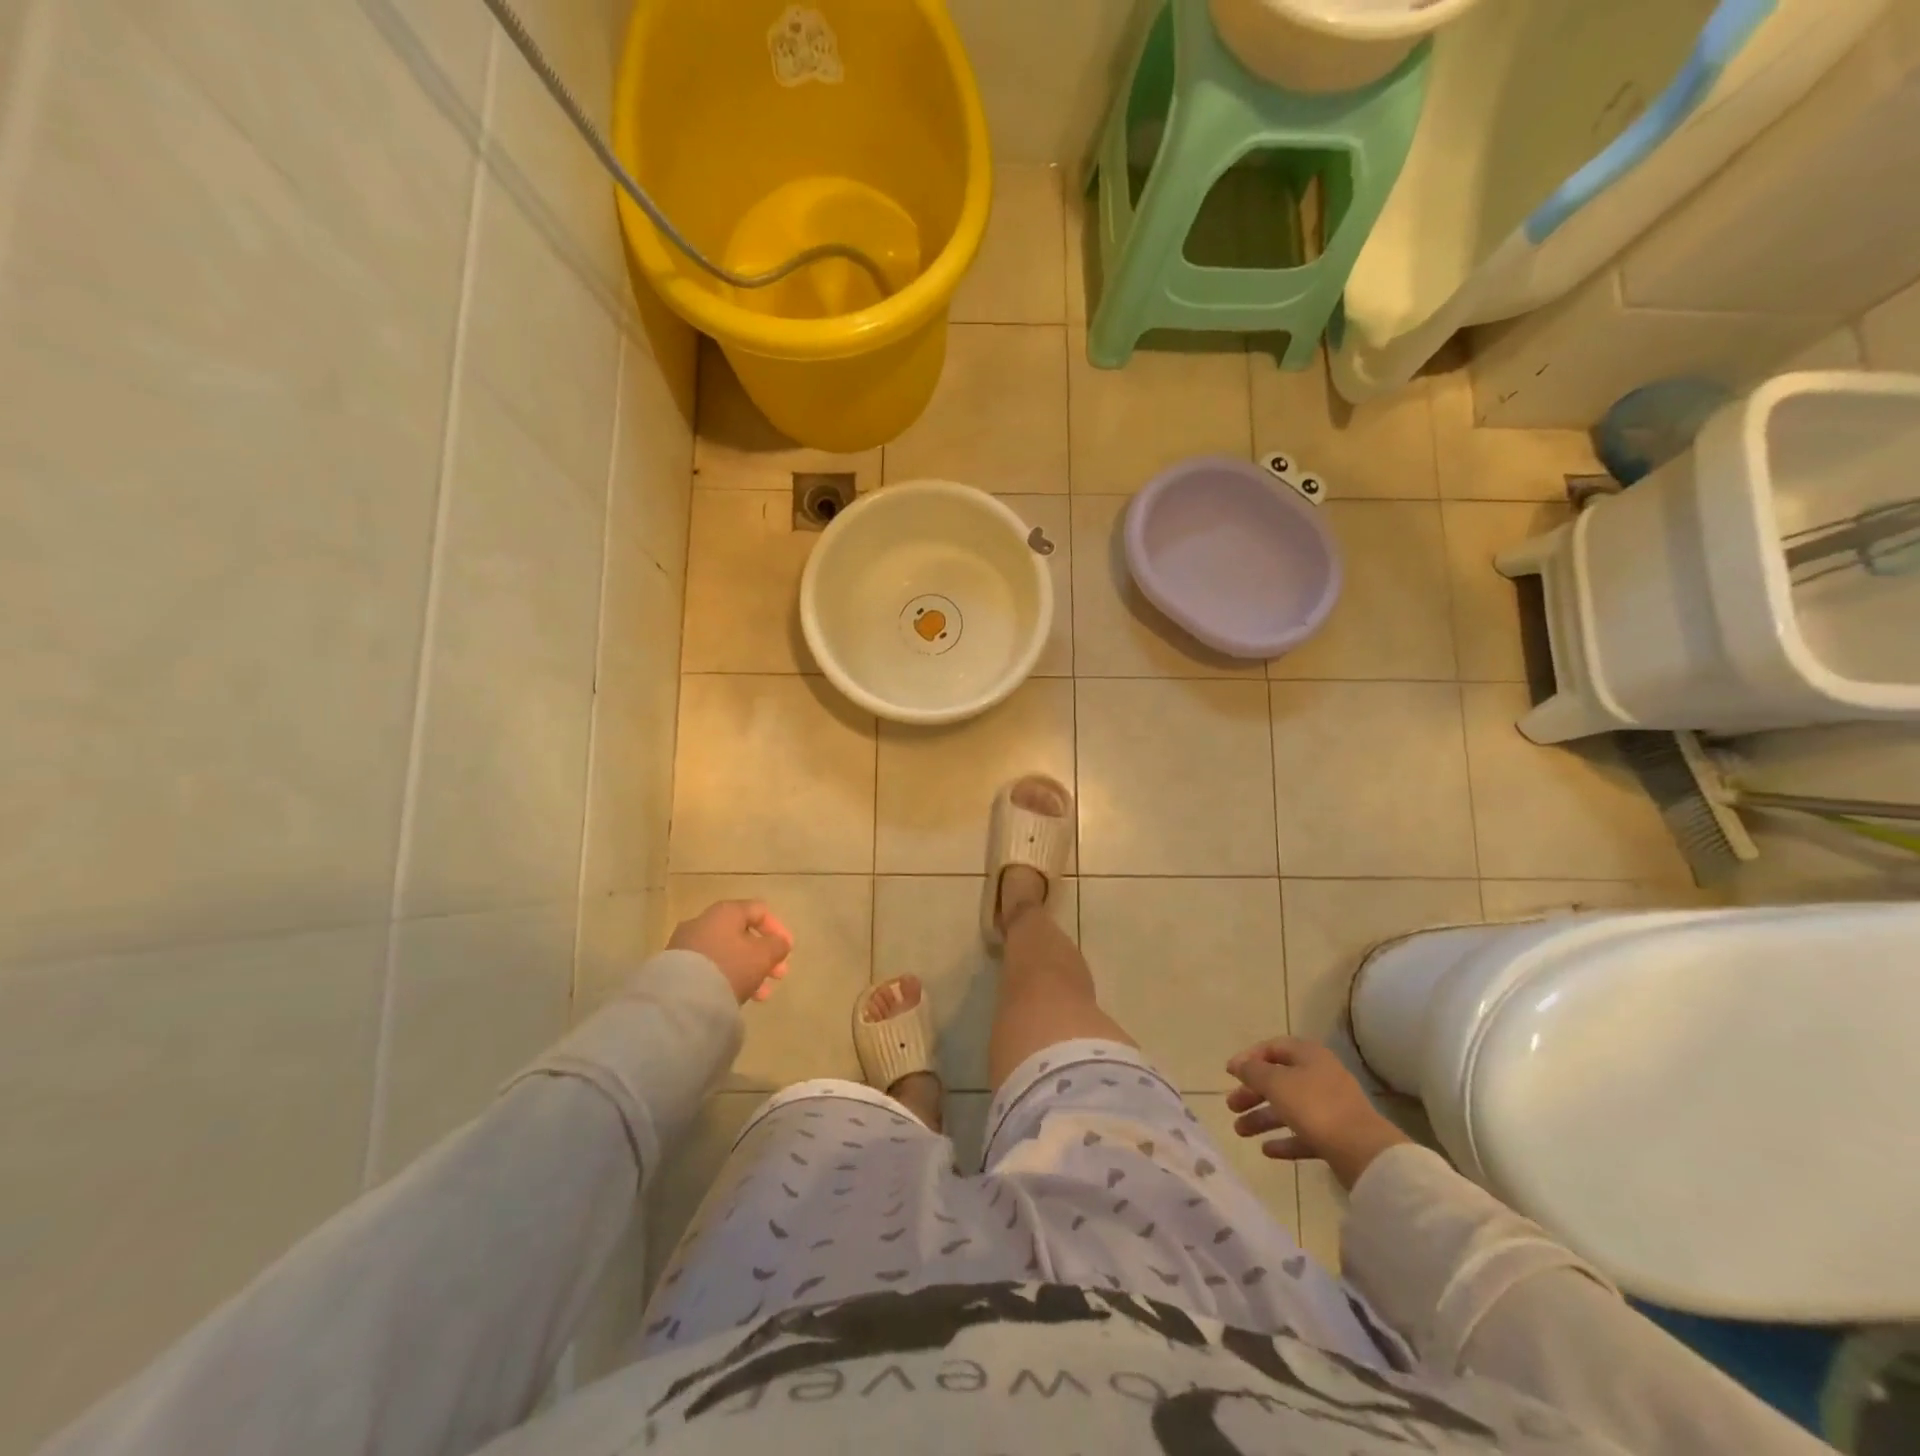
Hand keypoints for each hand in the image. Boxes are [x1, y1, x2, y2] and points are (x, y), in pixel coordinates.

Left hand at [668, 900, 792, 1004]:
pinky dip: (727, 978)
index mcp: (726, 912)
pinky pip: (709, 968)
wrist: (680, 998)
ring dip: (748, 970)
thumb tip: (779, 943)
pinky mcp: (675, 968)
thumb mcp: (763, 956)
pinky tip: (736, 997)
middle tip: (778, 976)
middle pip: (742, 934)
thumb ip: (777, 946)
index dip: (778, 929)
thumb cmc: (729, 967)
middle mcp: (703, 922)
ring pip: (726, 954)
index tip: (787, 951)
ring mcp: (686, 945)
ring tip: (760, 994)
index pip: (759, 910)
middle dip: (764, 955)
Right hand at [1226, 1036, 1410, 1190]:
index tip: (1229, 1074)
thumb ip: (1253, 1071)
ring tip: (1240, 1131)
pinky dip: (1284, 1139)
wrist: (1363, 1152)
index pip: (1273, 1048)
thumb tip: (1238, 1064)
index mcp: (1309, 1055)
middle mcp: (1320, 1076)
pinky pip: (1303, 1133)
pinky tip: (1267, 1150)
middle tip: (1231, 1106)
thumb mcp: (1276, 1083)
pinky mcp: (1335, 1136)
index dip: (1249, 1058)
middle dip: (1252, 1093)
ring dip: (1263, 1118)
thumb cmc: (1314, 1106)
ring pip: (1289, 1108)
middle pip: (1278, 1080)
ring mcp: (1330, 1107)